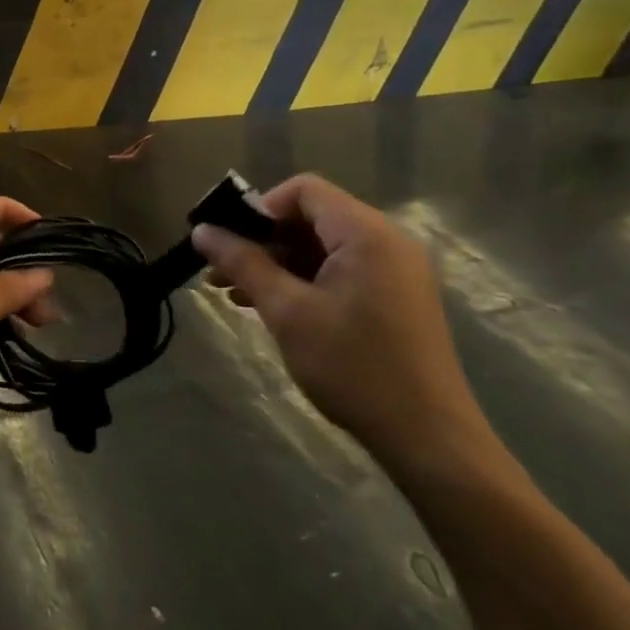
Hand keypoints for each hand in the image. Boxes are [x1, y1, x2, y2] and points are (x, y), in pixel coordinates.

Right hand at [192, 174, 494, 479]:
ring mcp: (394, 270)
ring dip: (276, 262)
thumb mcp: (287, 312)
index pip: (304, 190)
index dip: (259, 208)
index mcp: (366, 233)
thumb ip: (243, 264)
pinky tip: (268, 305)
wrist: (428, 439)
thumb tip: (201, 231)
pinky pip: (339, 270)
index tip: (229, 241)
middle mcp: (386, 241)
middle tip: (220, 269)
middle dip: (262, 239)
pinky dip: (302, 280)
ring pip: (321, 247)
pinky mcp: (394, 297)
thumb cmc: (353, 368)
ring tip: (232, 291)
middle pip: (311, 217)